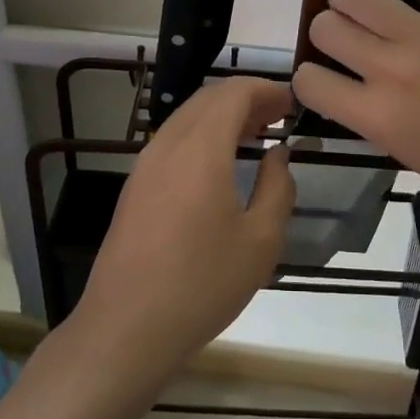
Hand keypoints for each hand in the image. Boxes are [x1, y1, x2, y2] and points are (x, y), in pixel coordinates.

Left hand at [71, 78, 296, 382]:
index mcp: (200, 149)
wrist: (126, 328)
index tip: (293, 103)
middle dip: (246, 98)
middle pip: (208, 99)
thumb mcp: (260, 241)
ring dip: (223, 116)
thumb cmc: (202, 284)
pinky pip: (173, 140)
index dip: (266, 90)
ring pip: (187, 118)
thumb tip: (278, 155)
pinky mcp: (135, 186)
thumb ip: (277, 188)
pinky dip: (203, 135)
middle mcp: (168, 144)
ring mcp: (146, 164)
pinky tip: (221, 162)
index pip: (234, 93)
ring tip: (257, 134)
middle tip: (280, 116)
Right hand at [291, 0, 419, 235]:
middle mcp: (394, 71)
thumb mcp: (411, 156)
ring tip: (362, 2)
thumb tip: (351, 82)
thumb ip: (374, 117)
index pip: (309, 80)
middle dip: (328, 31)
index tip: (325, 75)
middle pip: (326, 27)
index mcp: (380, 118)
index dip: (309, 76)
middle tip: (349, 38)